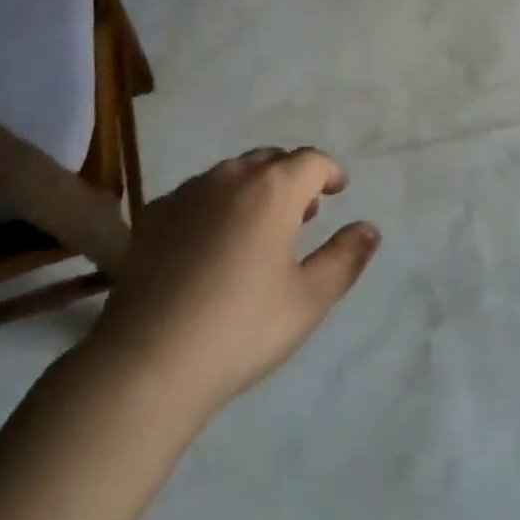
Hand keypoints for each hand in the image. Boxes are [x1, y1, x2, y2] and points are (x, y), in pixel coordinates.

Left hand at [88, 148, 379, 418]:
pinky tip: (212, 242)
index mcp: (273, 190)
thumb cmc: (241, 330)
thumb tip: (370, 228)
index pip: (311, 160)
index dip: (330, 171)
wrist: (149, 361)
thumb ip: (344, 258)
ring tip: (260, 226)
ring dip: (255, 187)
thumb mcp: (307, 301)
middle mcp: (231, 176)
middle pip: (271, 159)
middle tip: (303, 211)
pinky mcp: (155, 213)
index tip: (338, 190)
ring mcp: (188, 191)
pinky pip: (198, 192)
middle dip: (293, 177)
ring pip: (233, 172)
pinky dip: (217, 202)